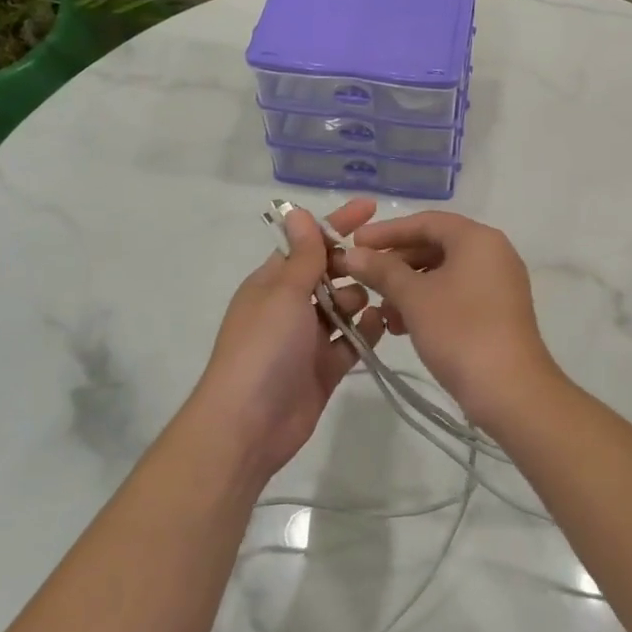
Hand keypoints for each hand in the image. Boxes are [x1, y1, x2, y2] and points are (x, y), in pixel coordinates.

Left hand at [189, 199, 385, 479]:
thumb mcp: (283, 293)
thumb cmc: (263, 348)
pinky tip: (383, 324)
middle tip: (384, 263)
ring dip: (362, 299)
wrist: (248, 424)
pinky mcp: (325, 368)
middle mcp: (290, 307)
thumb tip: (297, 211)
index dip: (337, 224)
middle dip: (354, 266)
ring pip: (344, 308)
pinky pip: (352, 342)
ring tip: (382, 296)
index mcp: (272, 283)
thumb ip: (301, 255)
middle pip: (329, 274)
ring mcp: (308, 339)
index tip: (371, 207)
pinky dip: (366, 332)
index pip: (308, 244)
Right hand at [339, 211, 560, 428]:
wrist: (510, 389)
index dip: (387, 231)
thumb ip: (382, 270)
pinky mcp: (499, 311)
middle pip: (436, 245)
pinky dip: (429, 303)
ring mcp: (499, 283)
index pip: (426, 221)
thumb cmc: (460, 331)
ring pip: (445, 273)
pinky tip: (402, 327)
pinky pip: (457, 294)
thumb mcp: (414, 298)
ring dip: (409, 287)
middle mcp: (493, 253)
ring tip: (381, 310)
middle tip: (363, 277)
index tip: (355, 243)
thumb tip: (353, 254)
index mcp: (477, 238)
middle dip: (397, 262)